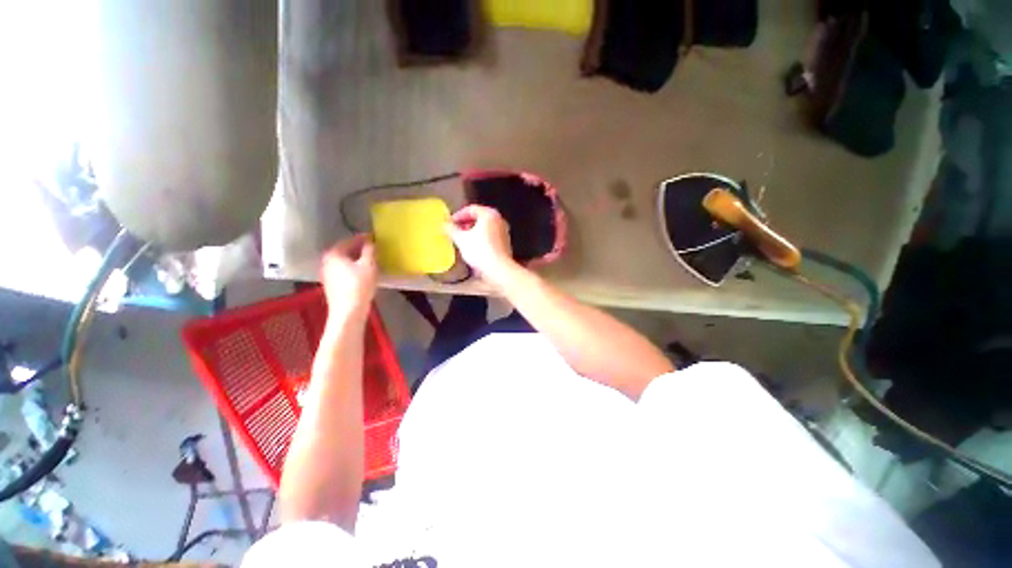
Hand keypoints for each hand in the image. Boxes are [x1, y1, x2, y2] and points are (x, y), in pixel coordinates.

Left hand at [320, 235, 376, 317]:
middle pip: (345, 250)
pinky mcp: (331, 284)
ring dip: (356, 259)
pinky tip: (363, 272)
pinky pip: (343, 270)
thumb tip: (370, 242)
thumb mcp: (369, 265)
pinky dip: (353, 268)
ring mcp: (327, 273)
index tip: (374, 237)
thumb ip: (369, 251)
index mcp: (334, 253)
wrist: (348, 311)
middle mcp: (326, 261)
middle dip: (359, 248)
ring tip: (370, 259)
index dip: (363, 238)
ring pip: (344, 261)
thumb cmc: (359, 285)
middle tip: (373, 248)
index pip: (350, 240)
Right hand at [445, 205, 518, 288]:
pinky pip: (490, 236)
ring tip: (462, 240)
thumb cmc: (480, 251)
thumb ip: (451, 230)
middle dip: (465, 224)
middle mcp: (499, 220)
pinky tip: (473, 248)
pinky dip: (480, 239)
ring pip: (485, 228)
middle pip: (479, 217)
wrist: (498, 269)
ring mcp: (504, 232)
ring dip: (472, 232)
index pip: (471, 209)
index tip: (450, 223)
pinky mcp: (505, 243)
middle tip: (455, 231)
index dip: (458, 215)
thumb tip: (444, 225)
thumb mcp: (461, 239)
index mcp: (489, 214)